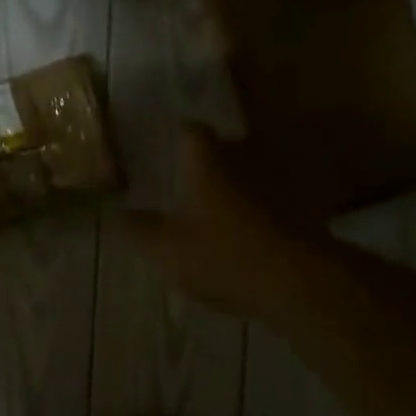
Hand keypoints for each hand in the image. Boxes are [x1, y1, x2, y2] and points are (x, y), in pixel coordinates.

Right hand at [121, 123, 301, 326]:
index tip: (165, 140)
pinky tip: (245, 234)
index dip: (178, 133)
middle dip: (207, 161)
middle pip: (225, 150)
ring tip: (214, 207)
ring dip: (234, 187)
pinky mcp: (300, 215)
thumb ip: (139, 230)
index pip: (192, 132)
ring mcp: (277, 189)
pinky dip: (257, 212)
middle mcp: (245, 165)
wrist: (299, 283)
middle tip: (185, 176)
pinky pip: (272, 204)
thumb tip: (115, 214)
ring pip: (250, 177)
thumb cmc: (224, 256)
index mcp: (209, 166)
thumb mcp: (167, 249)